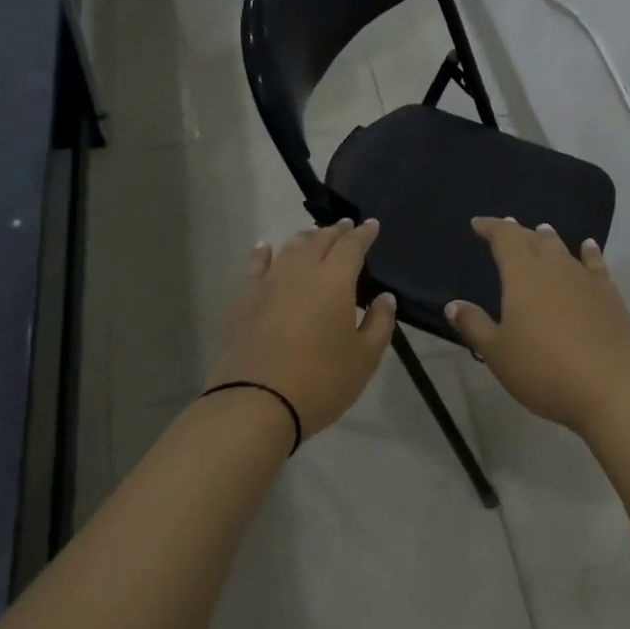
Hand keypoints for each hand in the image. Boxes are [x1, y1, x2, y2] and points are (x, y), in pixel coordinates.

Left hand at [208, 219, 397, 439]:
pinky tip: (266, 247)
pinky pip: (256, 265)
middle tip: (346, 227)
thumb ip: (379, 323)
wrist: (256, 403)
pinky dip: (265, 252)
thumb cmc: (322, 381)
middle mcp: (301, 271)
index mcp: (335, 280)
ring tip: (315, 235)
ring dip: (306, 237)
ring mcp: (269, 283)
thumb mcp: (365, 358)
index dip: (364, 234)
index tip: (372, 225)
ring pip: (290, 248)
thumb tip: (384, 298)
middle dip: (336, 231)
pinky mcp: (245, 300)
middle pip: (319, 240)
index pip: (352, 246)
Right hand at [447, 217, 629, 436]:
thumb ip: (474, 325)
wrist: (612, 389)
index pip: (504, 238)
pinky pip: (595, 264)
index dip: (491, 228)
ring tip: (542, 231)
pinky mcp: (610, 296)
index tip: (478, 224)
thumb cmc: (544, 370)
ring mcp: (586, 280)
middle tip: (506, 228)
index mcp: (522, 275)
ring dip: (548, 239)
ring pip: (563, 249)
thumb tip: (453, 304)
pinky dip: (588, 253)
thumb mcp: (497, 353)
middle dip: (517, 232)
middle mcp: (555, 268)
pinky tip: (588, 248)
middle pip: (533, 240)